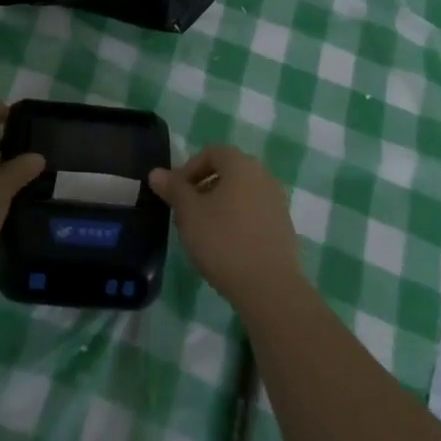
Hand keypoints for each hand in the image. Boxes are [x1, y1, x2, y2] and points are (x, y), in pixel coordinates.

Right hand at [148, 146, 302, 311]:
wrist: (269, 287)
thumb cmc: (223, 241)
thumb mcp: (189, 213)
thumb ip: (173, 188)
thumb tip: (157, 173)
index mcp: (241, 165)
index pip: (211, 152)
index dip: (188, 169)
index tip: (175, 193)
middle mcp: (263, 176)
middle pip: (227, 172)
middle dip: (202, 187)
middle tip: (185, 213)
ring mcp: (277, 202)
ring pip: (241, 194)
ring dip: (219, 205)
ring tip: (202, 232)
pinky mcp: (284, 227)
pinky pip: (254, 213)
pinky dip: (237, 220)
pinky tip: (226, 246)